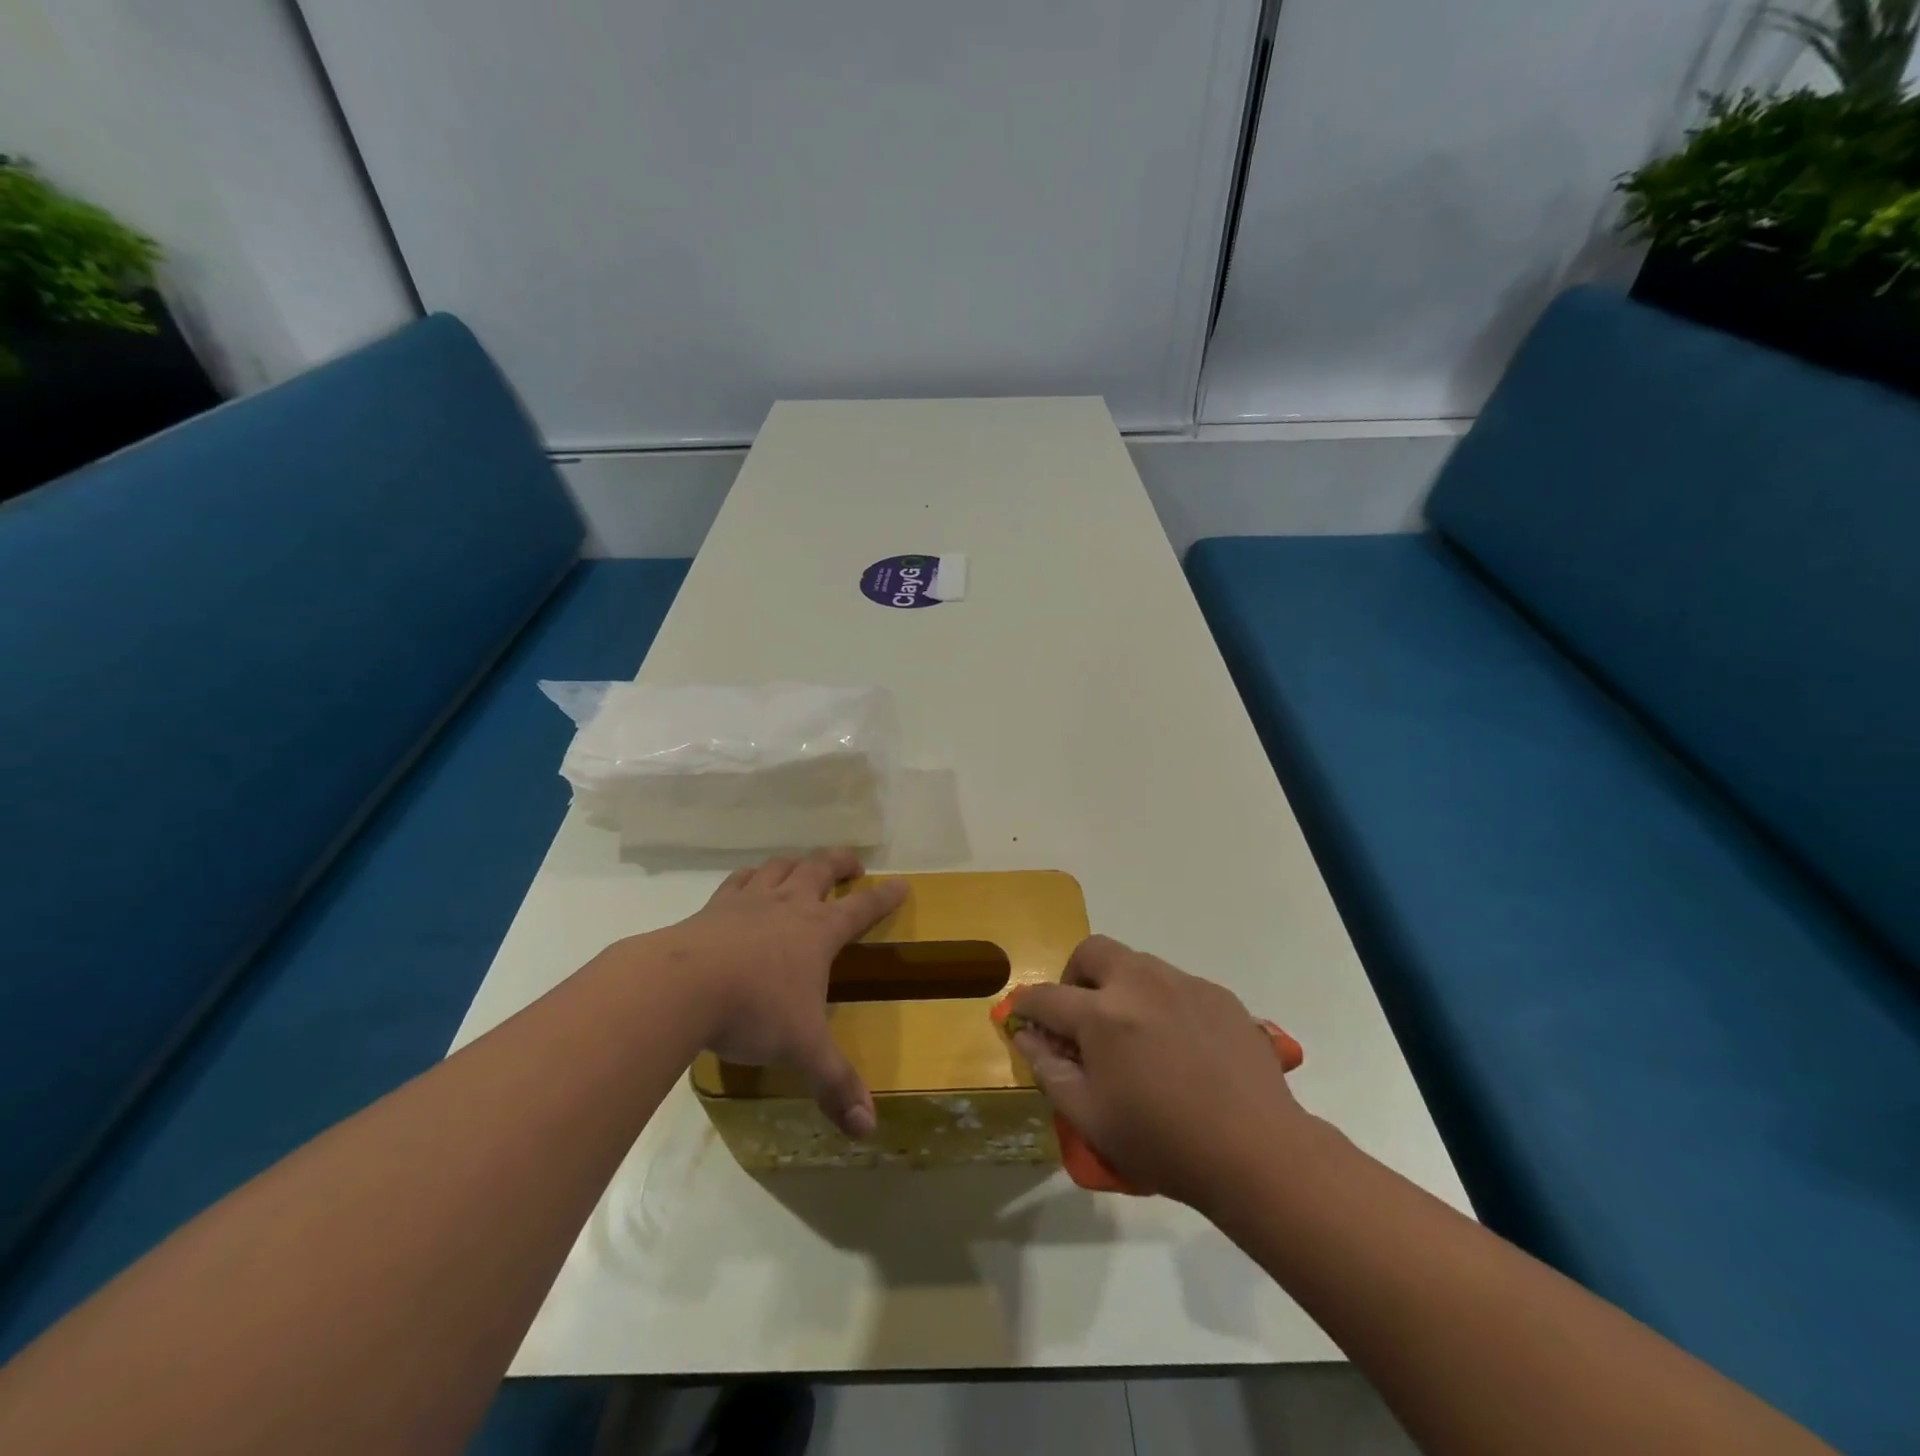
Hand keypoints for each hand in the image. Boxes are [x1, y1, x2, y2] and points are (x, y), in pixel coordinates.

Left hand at [654, 849, 906, 1136]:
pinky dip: (751, 876)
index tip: (901, 885)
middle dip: (841, 862)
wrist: (681, 986)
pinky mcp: (714, 907)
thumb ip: (835, 1084)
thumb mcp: (802, 1049)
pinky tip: (749, 883)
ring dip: (797, 863)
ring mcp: (750, 901)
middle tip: (852, 865)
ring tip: (803, 869)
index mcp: (819, 931)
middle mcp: (789, 906)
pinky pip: (738, 880)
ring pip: (780, 867)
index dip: (885, 896)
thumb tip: (868, 1129)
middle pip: (821, 868)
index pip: (863, 907)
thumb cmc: (754, 1010)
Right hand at [1010, 936, 1309, 1209]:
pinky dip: (1160, 1001)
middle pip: (1091, 951)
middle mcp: (1139, 983)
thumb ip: (1049, 1069)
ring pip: (1136, 962)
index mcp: (1101, 1015)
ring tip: (1133, 1032)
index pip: (1046, 996)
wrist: (1256, 1150)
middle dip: (1074, 976)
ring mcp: (1182, 983)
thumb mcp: (1090, 1118)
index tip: (1022, 1016)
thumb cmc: (1163, 1142)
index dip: (1027, 1005)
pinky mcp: (1217, 993)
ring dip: (1119, 985)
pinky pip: (1175, 983)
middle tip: (1082, 1015)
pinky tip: (1177, 1044)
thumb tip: (1025, 1034)